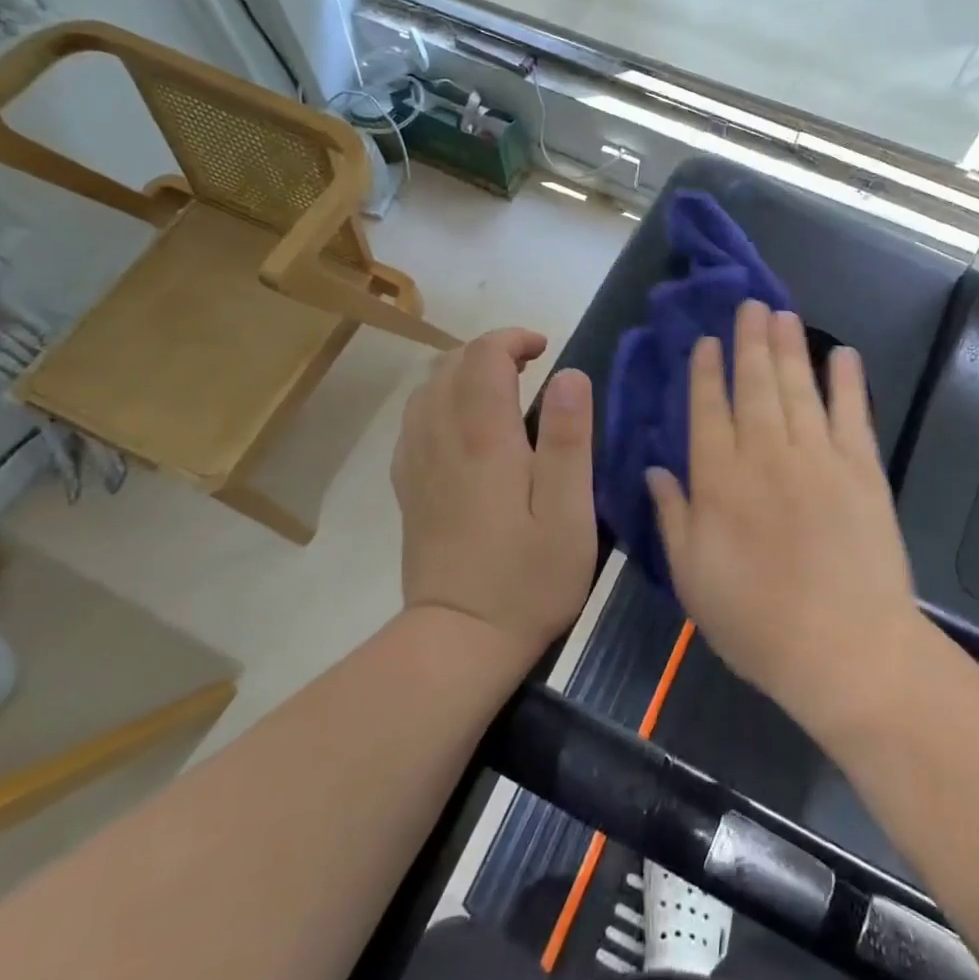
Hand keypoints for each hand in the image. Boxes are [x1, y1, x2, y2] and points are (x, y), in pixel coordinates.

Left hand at [392, 329, 596, 662]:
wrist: (459, 640)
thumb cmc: (528, 578)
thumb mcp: (569, 513)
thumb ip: (570, 439)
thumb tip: (570, 375)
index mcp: (484, 439)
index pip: (484, 356)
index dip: (513, 339)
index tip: (546, 349)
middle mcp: (441, 438)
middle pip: (450, 364)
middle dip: (490, 350)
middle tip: (530, 368)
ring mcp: (417, 462)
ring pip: (427, 388)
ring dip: (463, 373)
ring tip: (500, 390)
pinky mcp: (408, 487)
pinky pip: (414, 421)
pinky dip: (440, 402)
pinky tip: (464, 426)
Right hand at [647, 301, 921, 730]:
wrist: (845, 650)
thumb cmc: (757, 622)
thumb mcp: (693, 578)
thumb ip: (672, 518)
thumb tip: (654, 470)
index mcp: (719, 481)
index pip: (708, 411)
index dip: (707, 372)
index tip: (707, 341)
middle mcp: (765, 455)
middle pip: (755, 385)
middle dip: (750, 342)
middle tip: (750, 304)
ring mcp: (818, 458)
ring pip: (798, 388)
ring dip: (790, 348)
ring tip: (783, 313)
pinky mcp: (862, 470)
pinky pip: (852, 414)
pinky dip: (848, 382)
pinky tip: (843, 355)